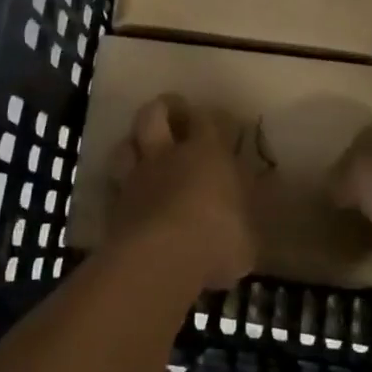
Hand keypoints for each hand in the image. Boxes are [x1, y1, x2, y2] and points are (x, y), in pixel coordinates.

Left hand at [108, 95, 256, 290]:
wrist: (158, 262)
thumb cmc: (216, 239)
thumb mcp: (250, 232)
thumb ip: (248, 210)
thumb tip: (258, 193)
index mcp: (207, 152)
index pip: (207, 119)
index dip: (212, 119)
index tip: (221, 126)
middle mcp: (168, 155)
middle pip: (154, 114)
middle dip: (165, 109)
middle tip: (176, 116)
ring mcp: (136, 178)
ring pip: (127, 144)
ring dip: (135, 143)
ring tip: (146, 152)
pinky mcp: (114, 205)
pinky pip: (116, 184)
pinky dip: (123, 185)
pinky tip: (132, 195)